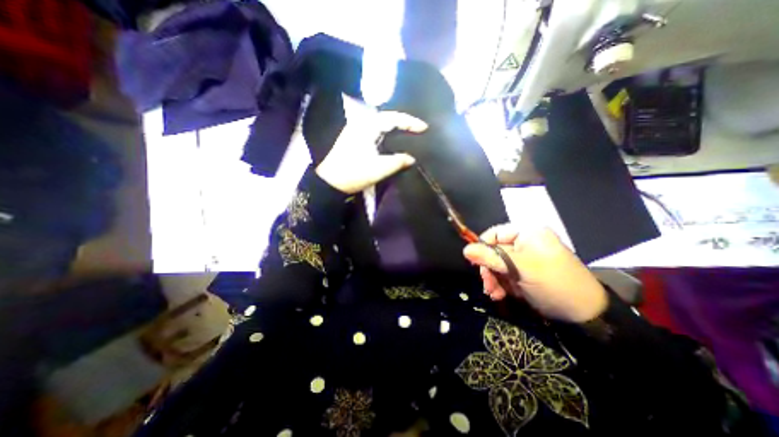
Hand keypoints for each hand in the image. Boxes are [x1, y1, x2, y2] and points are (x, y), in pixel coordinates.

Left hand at [314, 95, 424, 194]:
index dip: (410, 122)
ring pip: (379, 124)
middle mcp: (361, 124)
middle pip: (386, 117)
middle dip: (402, 122)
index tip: (424, 128)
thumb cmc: (353, 173)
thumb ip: (397, 162)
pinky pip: (374, 132)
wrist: (330, 182)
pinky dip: (385, 134)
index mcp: (367, 127)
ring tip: (407, 133)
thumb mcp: (378, 169)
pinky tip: (391, 141)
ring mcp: (356, 131)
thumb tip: (411, 159)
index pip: (393, 118)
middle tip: (416, 129)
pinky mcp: (353, 139)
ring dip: (394, 127)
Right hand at [462, 226, 606, 319]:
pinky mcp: (525, 273)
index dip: (482, 248)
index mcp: (527, 233)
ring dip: (493, 279)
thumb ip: (492, 257)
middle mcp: (525, 243)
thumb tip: (466, 250)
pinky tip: (499, 295)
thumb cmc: (553, 283)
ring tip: (493, 293)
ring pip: (498, 265)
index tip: (476, 264)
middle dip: (489, 268)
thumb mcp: (521, 269)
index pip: (494, 234)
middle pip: (494, 251)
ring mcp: (525, 259)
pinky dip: (500, 285)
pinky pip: (505, 275)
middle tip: (487, 284)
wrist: (585, 315)